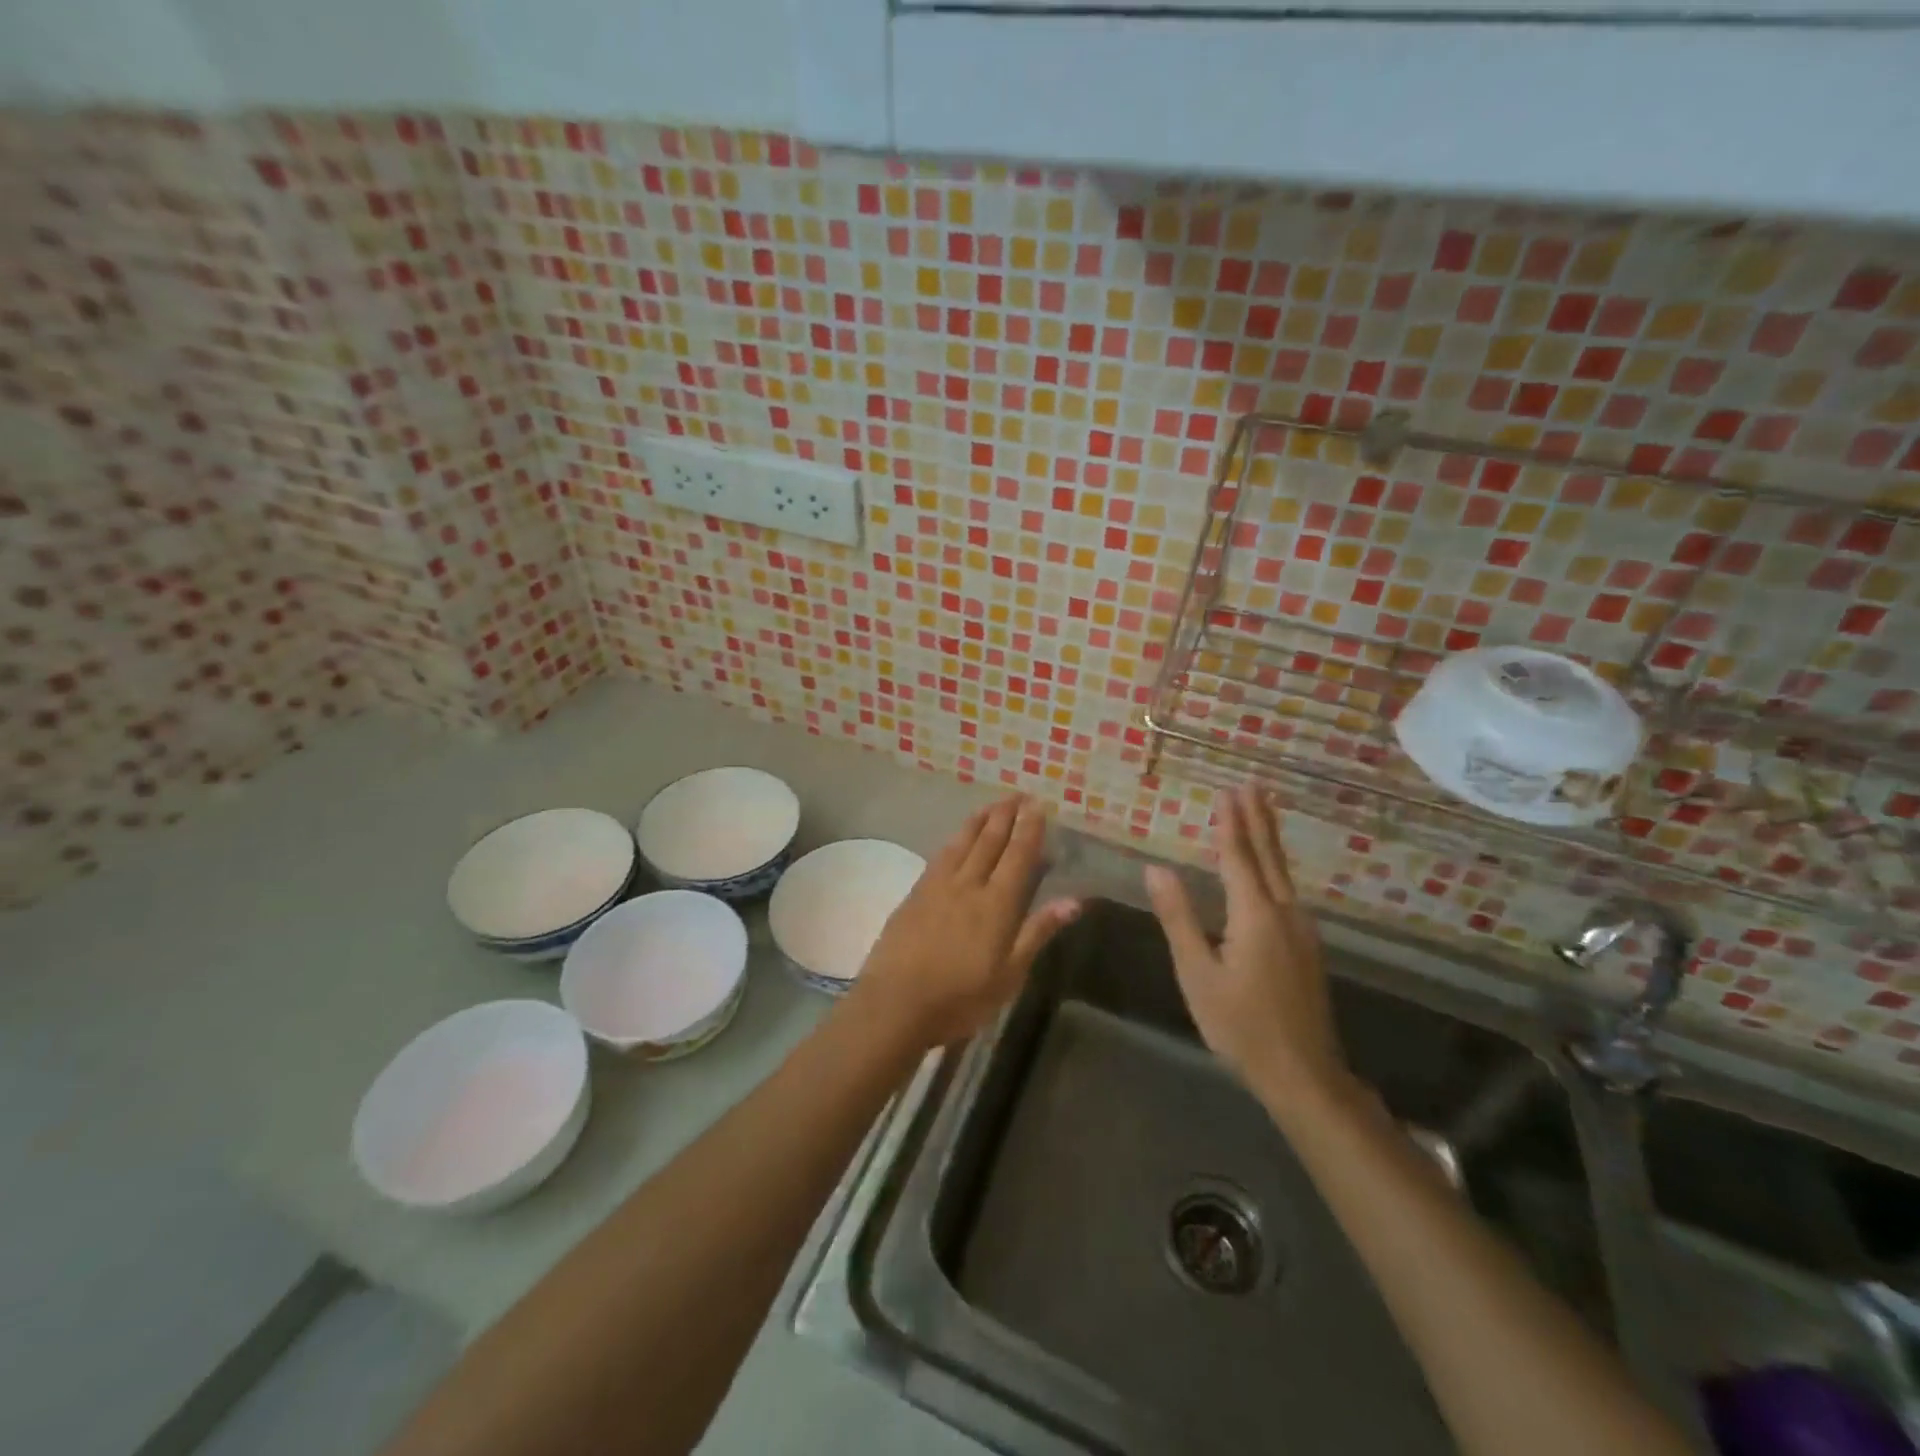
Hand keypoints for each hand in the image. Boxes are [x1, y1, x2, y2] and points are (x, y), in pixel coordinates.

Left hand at [851, 795, 1080, 1048]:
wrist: (895, 1003)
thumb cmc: (960, 997)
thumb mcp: (1010, 974)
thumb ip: (1038, 931)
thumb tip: (1075, 900)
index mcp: (997, 904)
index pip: (1018, 856)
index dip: (1029, 829)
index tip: (1038, 805)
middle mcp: (969, 885)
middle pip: (989, 841)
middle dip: (1006, 816)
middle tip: (1017, 795)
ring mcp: (938, 886)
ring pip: (962, 843)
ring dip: (979, 821)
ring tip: (991, 805)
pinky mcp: (915, 894)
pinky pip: (940, 856)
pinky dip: (954, 840)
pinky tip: (956, 838)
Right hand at [1144, 785, 1346, 1101]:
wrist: (1303, 1074)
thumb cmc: (1240, 1026)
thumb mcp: (1197, 973)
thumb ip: (1178, 918)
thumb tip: (1156, 869)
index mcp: (1255, 916)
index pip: (1238, 858)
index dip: (1229, 824)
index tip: (1225, 792)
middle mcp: (1284, 913)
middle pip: (1269, 856)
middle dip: (1257, 819)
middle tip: (1251, 785)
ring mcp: (1302, 930)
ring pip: (1282, 872)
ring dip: (1269, 839)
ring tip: (1261, 812)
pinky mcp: (1307, 947)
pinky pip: (1287, 891)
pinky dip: (1274, 866)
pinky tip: (1269, 869)